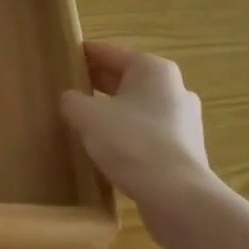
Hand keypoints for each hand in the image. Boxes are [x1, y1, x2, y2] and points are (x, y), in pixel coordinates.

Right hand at [59, 42, 214, 208]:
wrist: (176, 195)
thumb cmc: (130, 142)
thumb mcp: (87, 116)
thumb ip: (72, 101)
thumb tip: (70, 99)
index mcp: (153, 70)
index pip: (109, 53)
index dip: (84, 54)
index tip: (64, 56)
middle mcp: (174, 88)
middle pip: (126, 79)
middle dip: (98, 83)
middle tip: (69, 88)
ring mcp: (183, 120)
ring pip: (137, 107)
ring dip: (113, 110)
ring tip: (84, 120)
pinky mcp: (184, 149)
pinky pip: (147, 132)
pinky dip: (127, 133)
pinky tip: (107, 147)